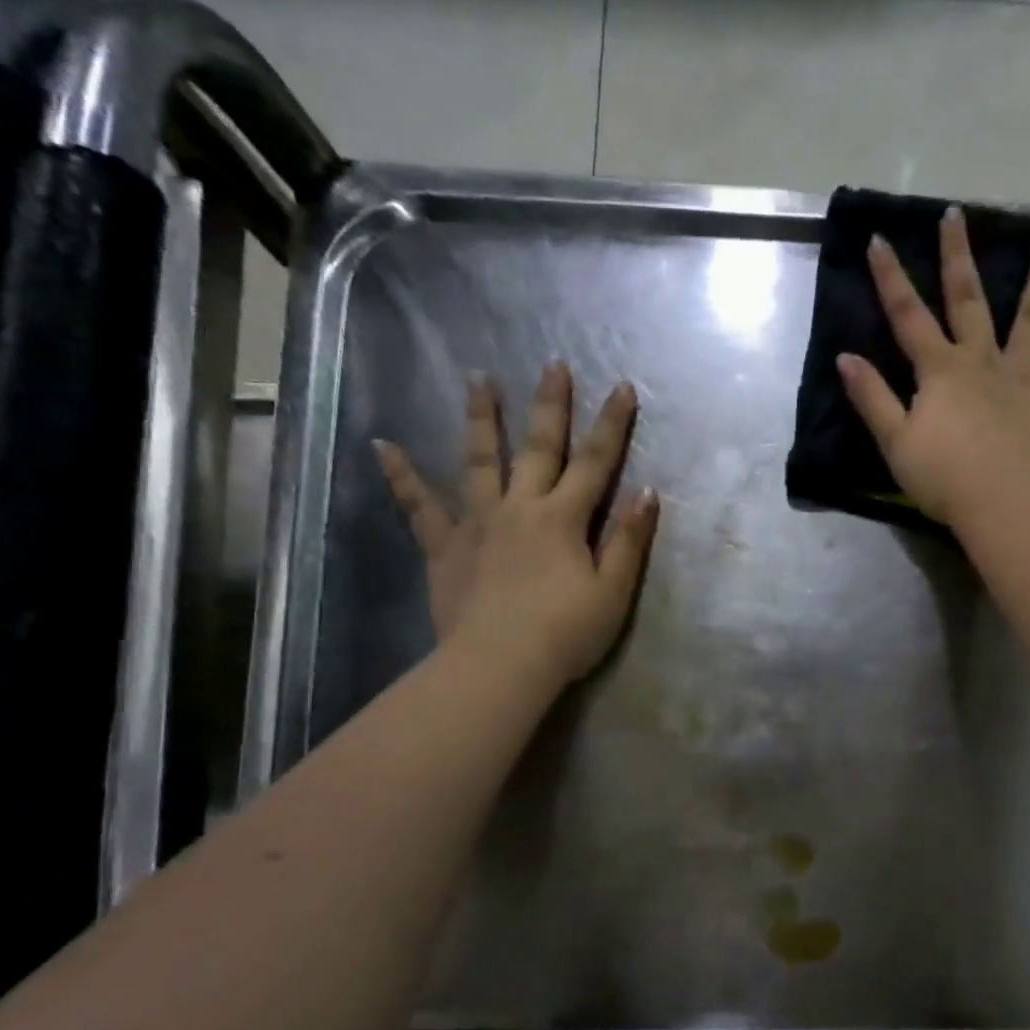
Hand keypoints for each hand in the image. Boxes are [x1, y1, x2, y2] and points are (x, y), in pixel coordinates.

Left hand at [373, 362, 659, 691]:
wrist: (499, 666)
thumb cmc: (565, 634)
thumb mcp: (613, 592)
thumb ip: (628, 540)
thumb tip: (646, 492)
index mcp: (564, 519)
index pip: (596, 463)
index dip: (613, 425)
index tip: (623, 386)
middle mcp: (520, 508)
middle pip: (539, 448)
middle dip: (551, 406)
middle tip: (553, 363)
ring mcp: (477, 523)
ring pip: (480, 461)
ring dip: (482, 418)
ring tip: (478, 378)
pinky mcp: (445, 547)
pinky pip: (420, 506)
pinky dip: (402, 476)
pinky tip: (383, 446)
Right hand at [836, 206, 1029, 524]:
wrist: (1004, 501)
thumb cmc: (944, 477)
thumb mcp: (895, 441)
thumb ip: (872, 398)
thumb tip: (846, 358)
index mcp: (940, 371)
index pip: (908, 316)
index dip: (891, 278)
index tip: (879, 238)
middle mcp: (982, 361)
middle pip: (968, 301)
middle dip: (958, 256)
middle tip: (956, 214)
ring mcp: (1023, 376)